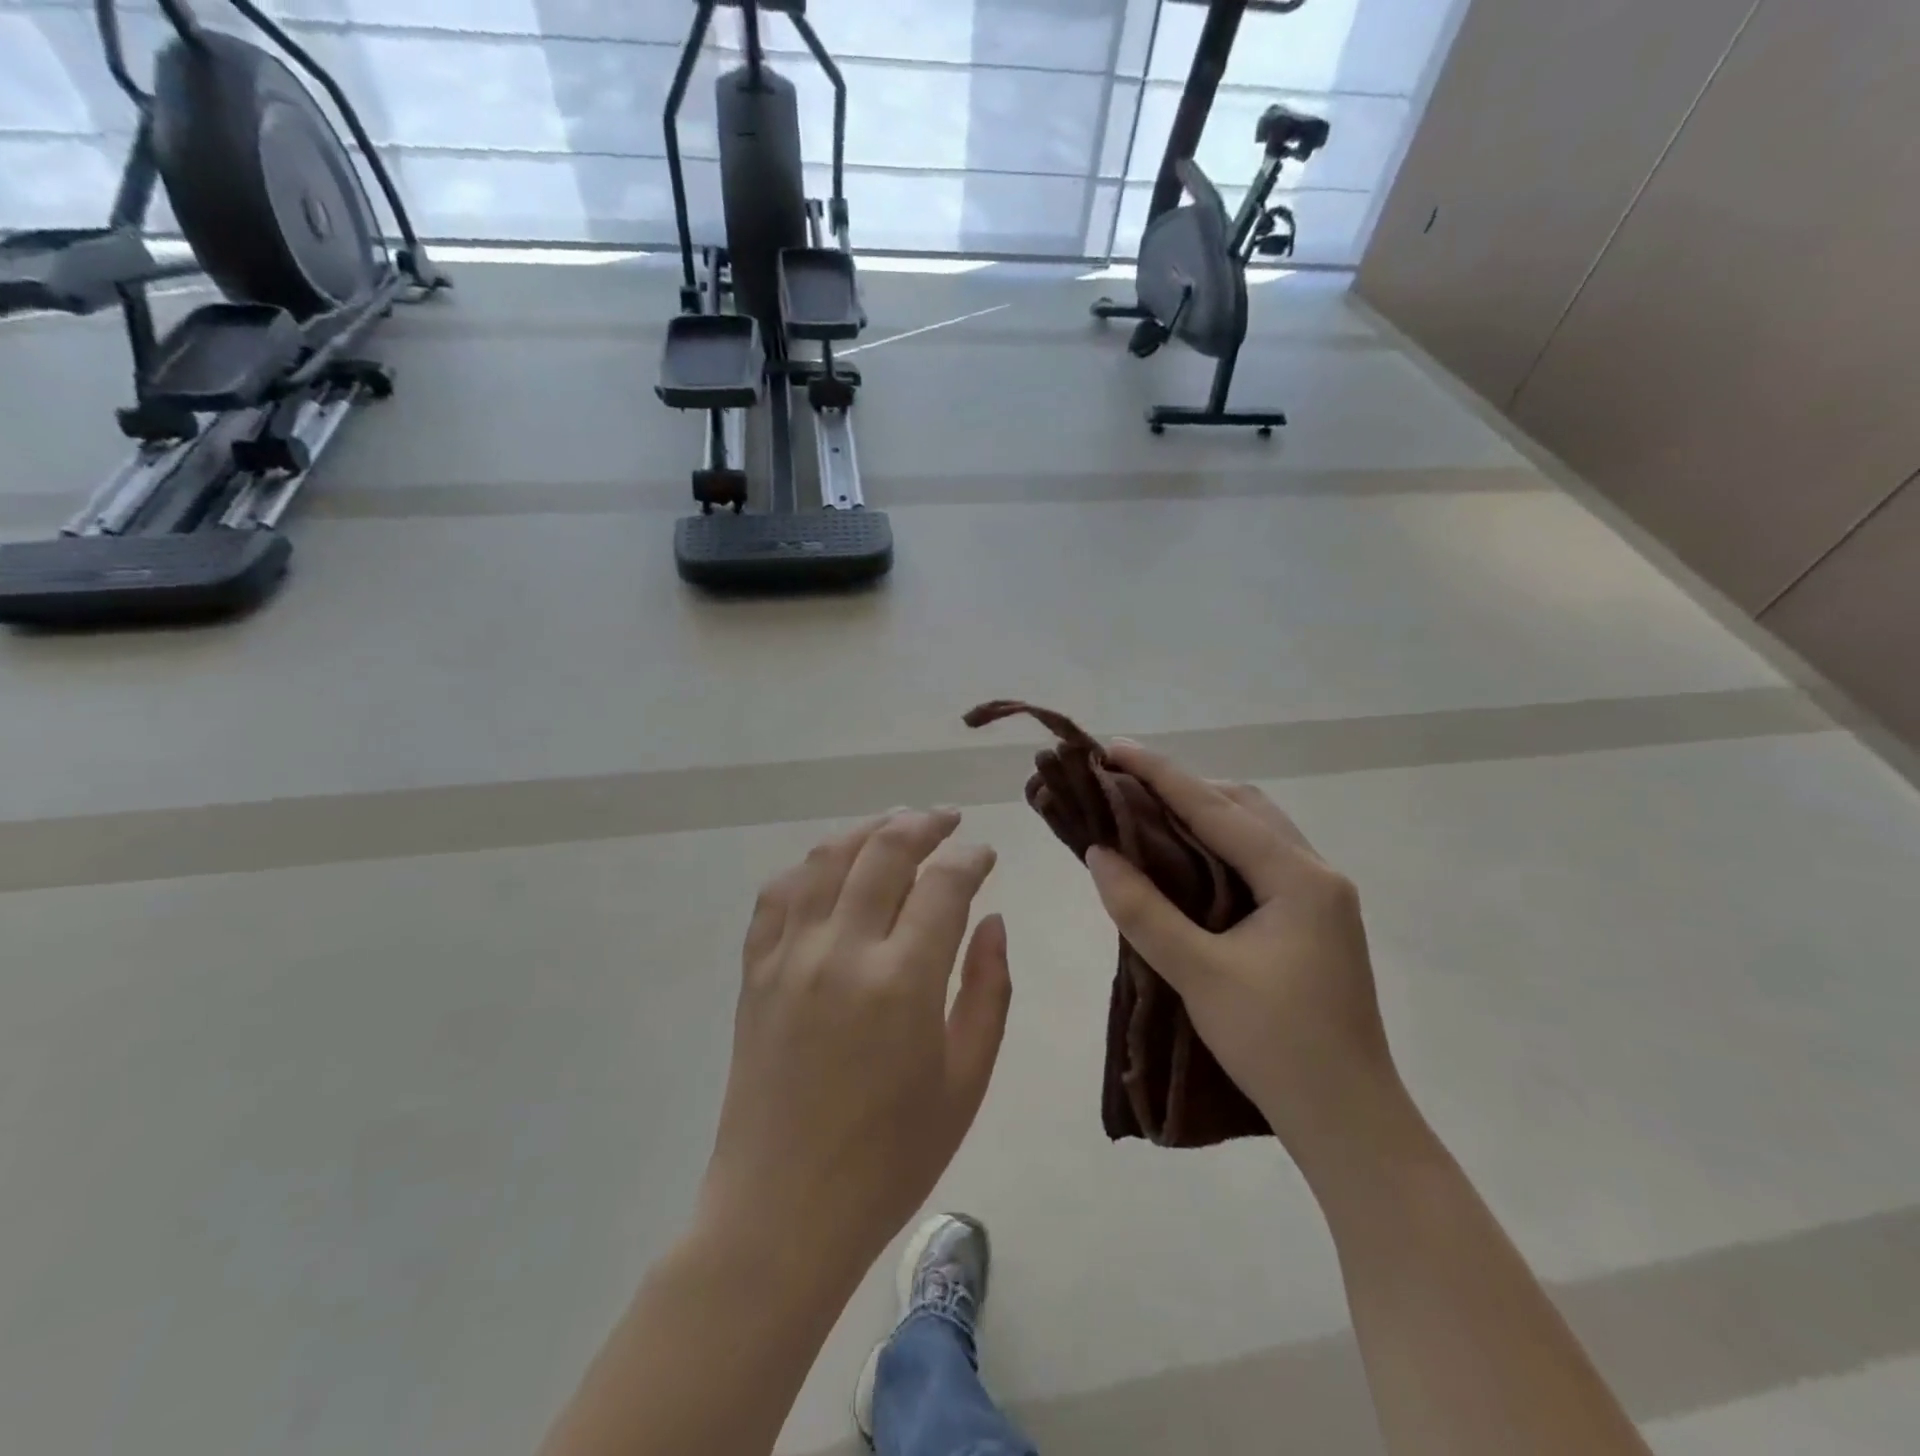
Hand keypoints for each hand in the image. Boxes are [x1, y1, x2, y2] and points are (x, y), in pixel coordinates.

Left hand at [700, 809, 1012, 1275]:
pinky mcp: (754, 972)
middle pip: (883, 851)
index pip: (943, 883)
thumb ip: (988, 990)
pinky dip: (809, 867)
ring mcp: (789, 957)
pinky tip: (830, 868)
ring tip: (895, 825)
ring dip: (866, 830)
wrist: (783, 1212)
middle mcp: (842, 951)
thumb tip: (992, 921)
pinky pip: (777, 895)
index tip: (985, 854)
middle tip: (947, 820)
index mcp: (903, 981)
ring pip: (827, 858)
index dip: (970, 857)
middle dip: (923, 823)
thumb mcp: (966, 1081)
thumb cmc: (891, 1158)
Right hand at [1084, 744, 1397, 1164]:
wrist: (1349, 1123)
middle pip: (1244, 807)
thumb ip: (1144, 910)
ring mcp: (1320, 899)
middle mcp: (1317, 874)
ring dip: (1203, 815)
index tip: (1112, 748)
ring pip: (1255, 832)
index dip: (1160, 774)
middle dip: (1184, 788)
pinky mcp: (1312, 922)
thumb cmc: (1277, 1046)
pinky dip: (1219, 847)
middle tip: (1126, 785)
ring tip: (1148, 814)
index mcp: (1300, 878)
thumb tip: (1099, 853)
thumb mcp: (1199, 975)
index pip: (1217, 808)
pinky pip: (1259, 861)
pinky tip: (1186, 861)